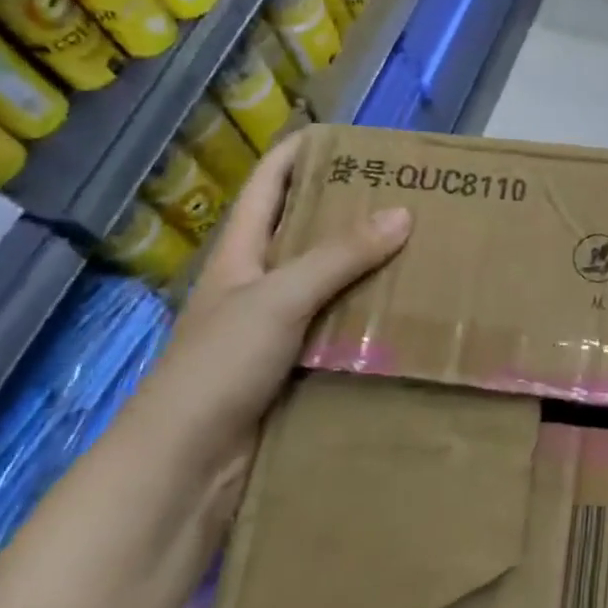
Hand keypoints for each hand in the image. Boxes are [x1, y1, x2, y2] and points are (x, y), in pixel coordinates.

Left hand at [127, 133, 411, 474]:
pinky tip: (409, 313)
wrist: (185, 469)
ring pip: (329, 285)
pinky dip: (369, 318)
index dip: (298, 154)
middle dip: (350, 211)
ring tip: (422, 248)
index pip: (267, 186)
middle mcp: (257, 285)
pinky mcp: (295, 369)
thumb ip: (338, 257)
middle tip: (408, 195)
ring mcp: (276, 330)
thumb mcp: (277, 299)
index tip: (348, 138)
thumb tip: (402, 212)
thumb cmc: (216, 368)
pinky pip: (339, 330)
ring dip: (368, 268)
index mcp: (239, 255)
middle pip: (306, 233)